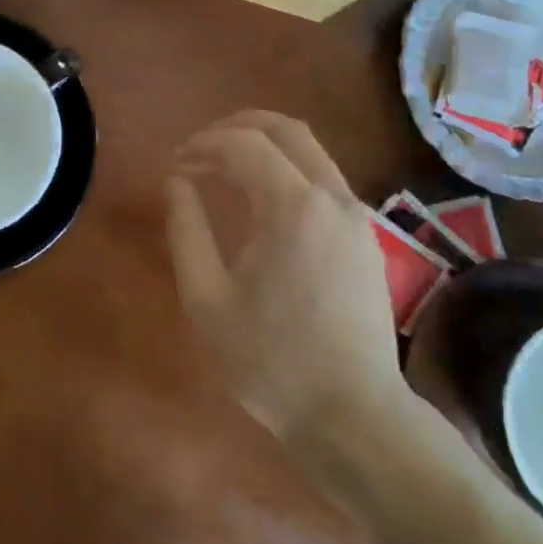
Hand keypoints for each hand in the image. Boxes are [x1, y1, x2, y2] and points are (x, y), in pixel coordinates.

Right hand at [166, 111, 404, 439]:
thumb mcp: (206, 298)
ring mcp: (358, 216)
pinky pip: (324, 179)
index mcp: (293, 207)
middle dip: (236, 127)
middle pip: (286, 129)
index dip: (202, 144)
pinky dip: (287, 170)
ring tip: (222, 169)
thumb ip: (186, 229)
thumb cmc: (270, 360)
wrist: (353, 416)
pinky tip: (260, 200)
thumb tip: (177, 181)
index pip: (243, 144)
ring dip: (264, 146)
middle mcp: (333, 197)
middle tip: (199, 149)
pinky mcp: (367, 237)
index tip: (175, 164)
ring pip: (310, 151)